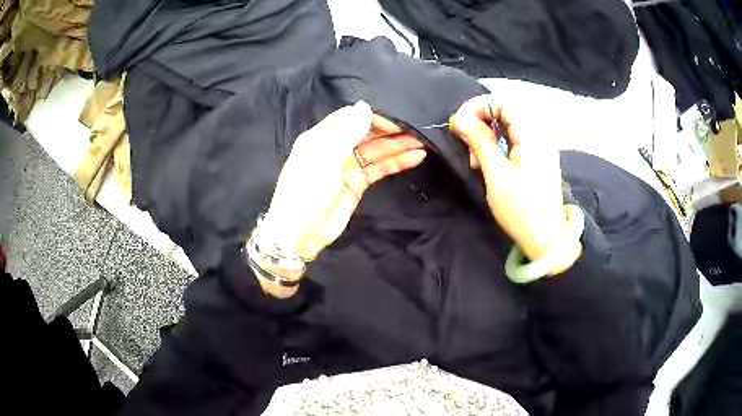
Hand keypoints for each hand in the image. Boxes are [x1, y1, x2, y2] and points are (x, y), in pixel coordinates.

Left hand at [257, 101, 426, 284]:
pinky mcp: (359, 183)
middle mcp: (336, 147)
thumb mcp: (324, 158)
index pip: (352, 117)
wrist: (301, 233)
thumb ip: (346, 132)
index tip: (397, 116)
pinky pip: (380, 168)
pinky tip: (415, 157)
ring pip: (377, 150)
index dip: (374, 115)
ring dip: (398, 145)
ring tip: (423, 140)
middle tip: (417, 127)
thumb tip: (365, 106)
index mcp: (323, 137)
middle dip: (390, 129)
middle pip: (367, 132)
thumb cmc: (307, 191)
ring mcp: (348, 165)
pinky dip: (397, 162)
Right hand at [449, 95, 579, 271]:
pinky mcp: (535, 159)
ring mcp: (538, 148)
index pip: (503, 103)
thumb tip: (459, 118)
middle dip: (480, 123)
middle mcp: (538, 136)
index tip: (458, 124)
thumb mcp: (497, 176)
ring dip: (486, 137)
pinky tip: (486, 165)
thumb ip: (479, 142)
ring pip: (506, 128)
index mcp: (532, 136)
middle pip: (504, 113)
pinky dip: (495, 147)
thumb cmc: (522, 210)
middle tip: (466, 146)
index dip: (478, 107)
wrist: (546, 240)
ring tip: (474, 161)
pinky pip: (512, 141)